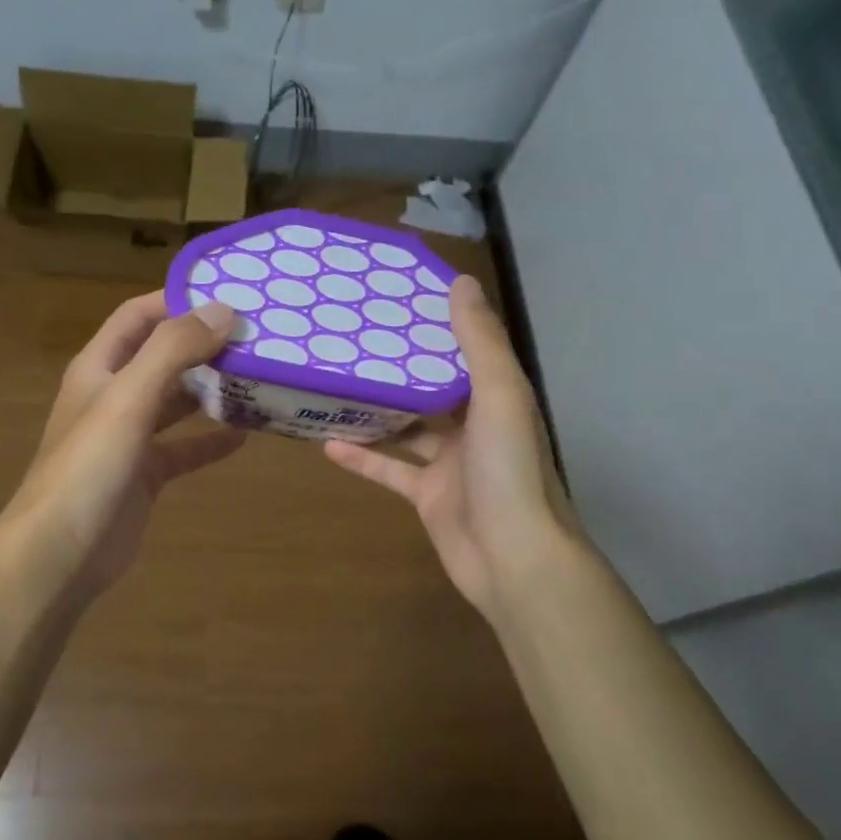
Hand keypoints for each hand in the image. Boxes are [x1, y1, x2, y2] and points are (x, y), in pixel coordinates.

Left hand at [6, 290, 245, 599]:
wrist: (59, 553)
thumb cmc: (89, 467)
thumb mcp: (129, 398)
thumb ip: (173, 350)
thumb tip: (224, 310)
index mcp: (99, 368)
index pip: (137, 316)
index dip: (176, 300)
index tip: (228, 294)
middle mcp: (112, 395)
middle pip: (161, 357)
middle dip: (202, 345)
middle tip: (255, 337)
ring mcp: (128, 437)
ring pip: (175, 402)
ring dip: (210, 390)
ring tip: (258, 378)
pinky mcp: (144, 475)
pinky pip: (183, 449)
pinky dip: (210, 441)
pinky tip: (245, 436)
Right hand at [324, 274, 575, 624]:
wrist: (513, 557)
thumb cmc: (508, 469)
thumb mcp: (499, 395)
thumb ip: (479, 341)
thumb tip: (460, 282)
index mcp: (497, 397)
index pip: (466, 350)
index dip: (439, 324)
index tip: (400, 299)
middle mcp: (476, 425)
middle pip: (433, 388)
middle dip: (400, 366)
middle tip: (357, 337)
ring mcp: (450, 463)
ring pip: (409, 428)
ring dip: (377, 410)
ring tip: (336, 382)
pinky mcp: (427, 495)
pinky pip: (391, 469)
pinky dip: (363, 458)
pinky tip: (327, 442)